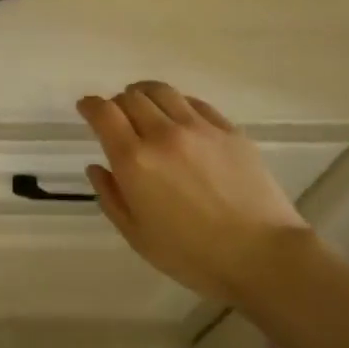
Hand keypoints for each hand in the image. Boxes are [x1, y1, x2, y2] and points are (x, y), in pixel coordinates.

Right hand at [77, 81, 307, 303]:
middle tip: (118, 118)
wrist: (262, 256)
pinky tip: (180, 118)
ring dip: (145, 95)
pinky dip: (177, 104)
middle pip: (131, 97)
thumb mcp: (138, 236)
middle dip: (117, 103)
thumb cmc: (193, 256)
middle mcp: (163, 134)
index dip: (90, 105)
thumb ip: (111, 197)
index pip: (103, 113)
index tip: (86, 108)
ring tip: (146, 107)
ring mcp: (199, 127)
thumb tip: (97, 168)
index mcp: (135, 160)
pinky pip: (194, 102)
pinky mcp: (228, 129)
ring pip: (162, 91)